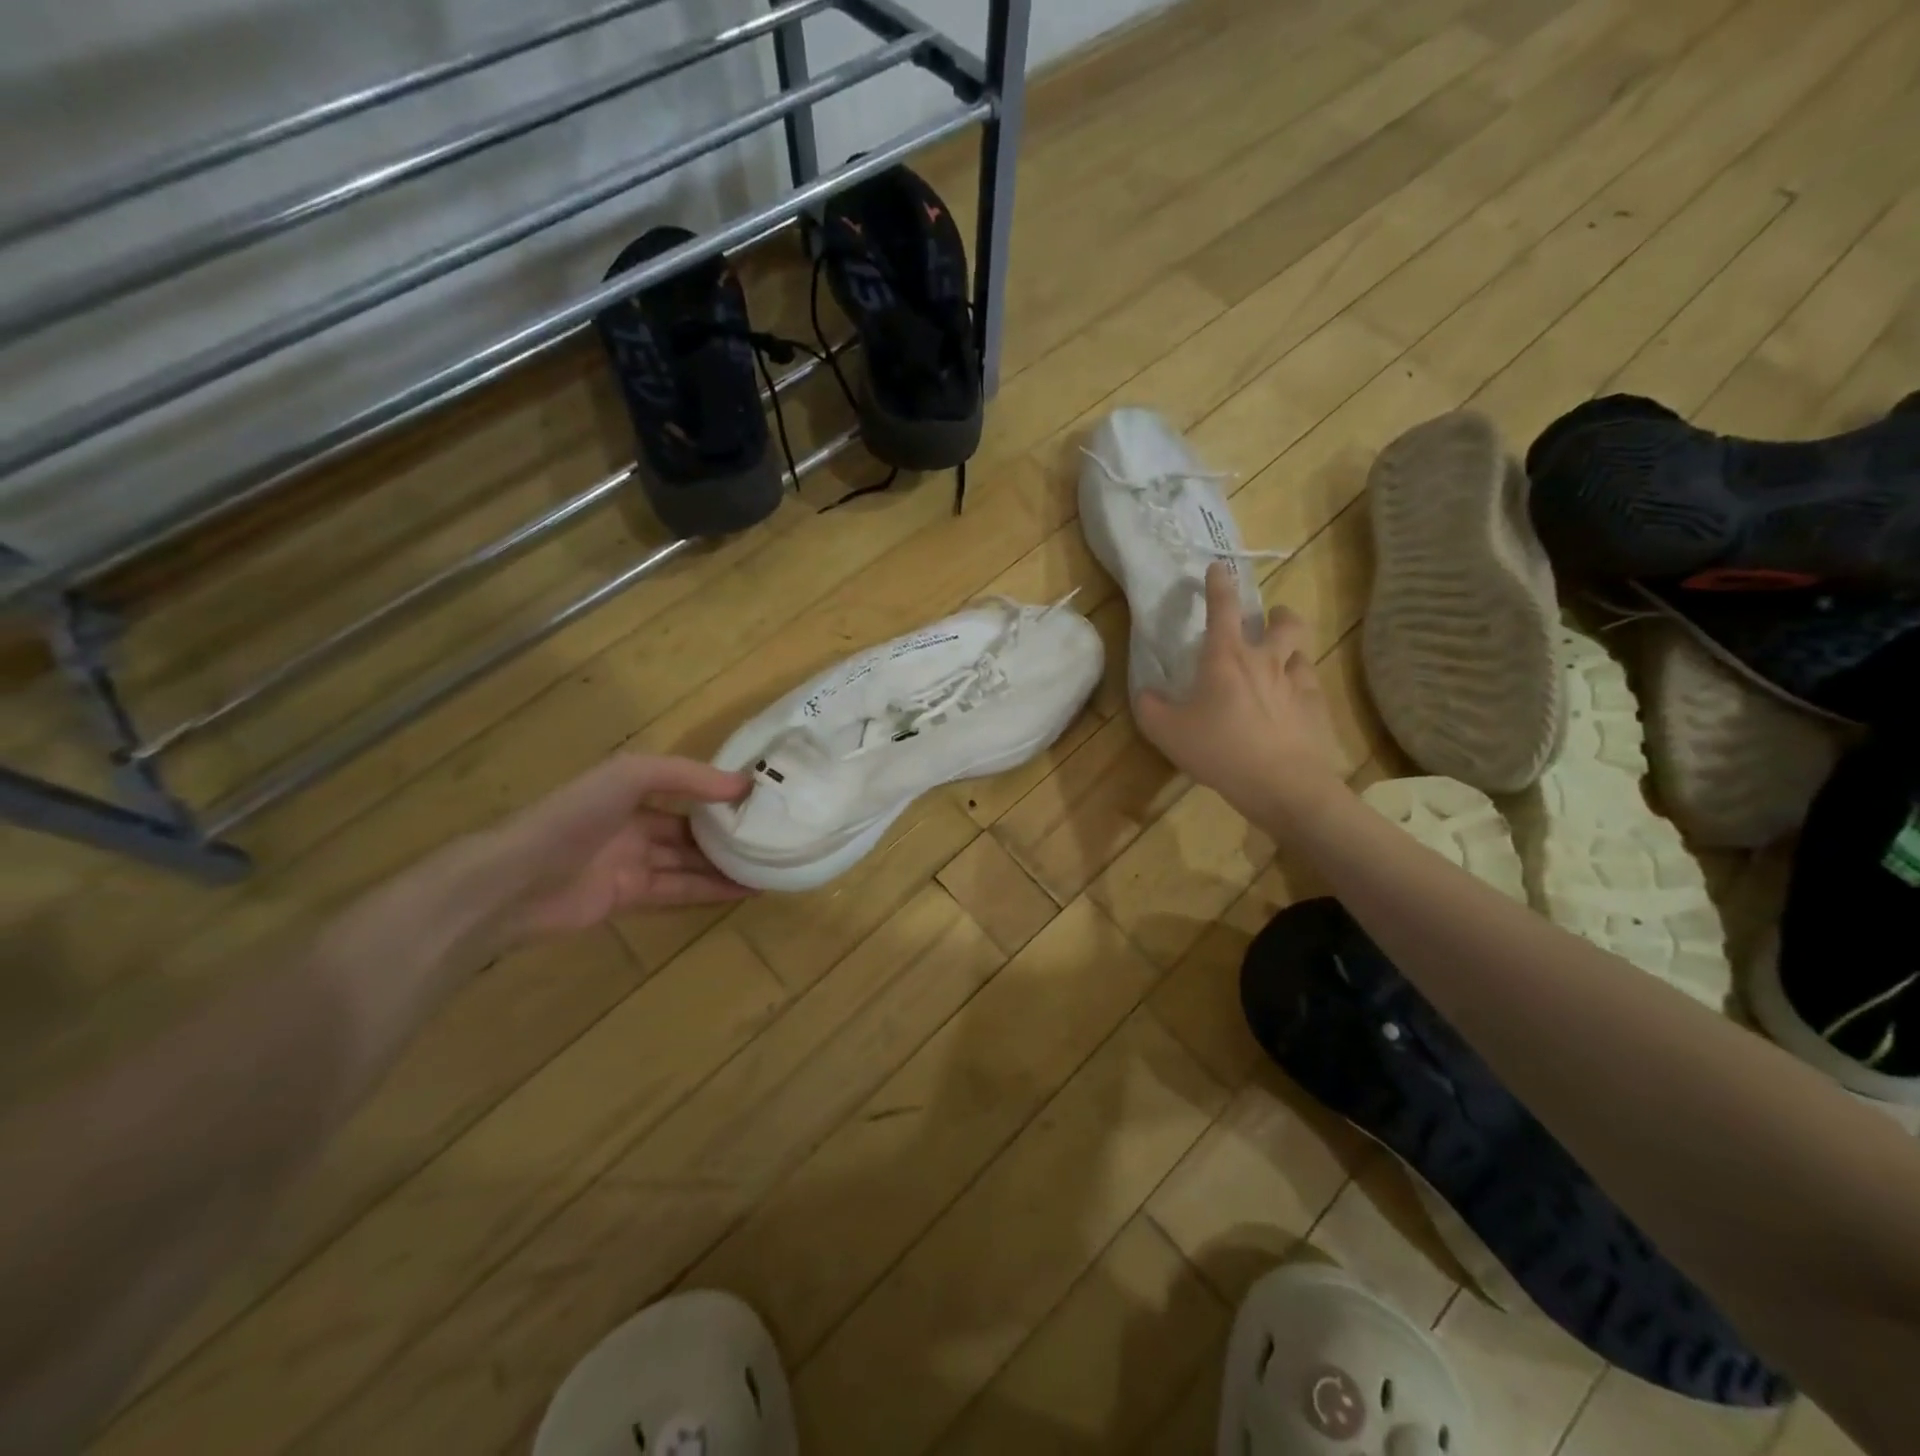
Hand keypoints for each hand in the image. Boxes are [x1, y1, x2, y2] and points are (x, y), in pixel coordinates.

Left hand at [325, 755, 751, 979]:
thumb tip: (742, 785)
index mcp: (630, 792)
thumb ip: (686, 777)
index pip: (686, 790)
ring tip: (770, 865)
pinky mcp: (629, 899)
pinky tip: (743, 889)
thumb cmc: (574, 816)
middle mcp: (633, 826)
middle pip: (691, 829)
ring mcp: (631, 864)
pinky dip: (710, 890)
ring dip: (727, 865)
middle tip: (774, 836)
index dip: (721, 795)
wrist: (515, 881)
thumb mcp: (630, 776)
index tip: (762, 799)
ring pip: (689, 863)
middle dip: (728, 833)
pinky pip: (679, 891)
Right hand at [1134, 563, 1345, 819]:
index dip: (1219, 584)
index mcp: (1226, 658)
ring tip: (1282, 660)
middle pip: (1283, 622)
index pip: (1223, 608)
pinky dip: (1300, 683)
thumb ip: (1150, 708)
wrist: (1283, 784)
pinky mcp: (1315, 708)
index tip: (1220, 567)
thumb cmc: (1220, 751)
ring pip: (1300, 651)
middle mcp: (1264, 661)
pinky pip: (1310, 684)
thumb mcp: (1166, 732)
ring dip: (1291, 647)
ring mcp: (1295, 683)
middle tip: (1269, 619)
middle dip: (1278, 614)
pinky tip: (1292, 700)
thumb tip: (1146, 693)